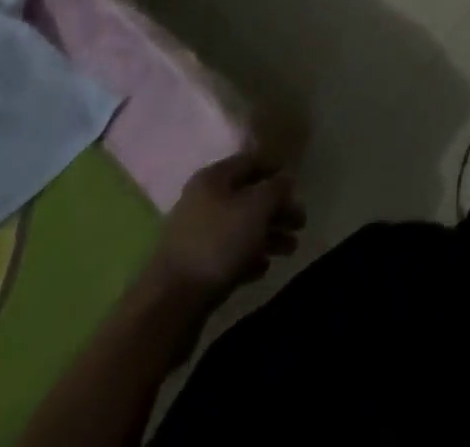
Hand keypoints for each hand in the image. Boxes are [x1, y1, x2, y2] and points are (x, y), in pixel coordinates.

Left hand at [151, 150, 304, 303]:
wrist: (169, 306)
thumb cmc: (217, 244)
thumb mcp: (256, 208)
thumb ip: (276, 189)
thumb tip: (287, 179)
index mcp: (213, 179)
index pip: (250, 162)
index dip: (276, 170)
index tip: (297, 186)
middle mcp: (203, 201)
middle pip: (248, 198)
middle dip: (277, 210)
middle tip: (301, 224)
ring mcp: (196, 236)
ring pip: (241, 228)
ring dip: (268, 236)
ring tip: (291, 250)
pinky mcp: (194, 268)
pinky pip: (228, 255)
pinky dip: (248, 257)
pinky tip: (263, 268)